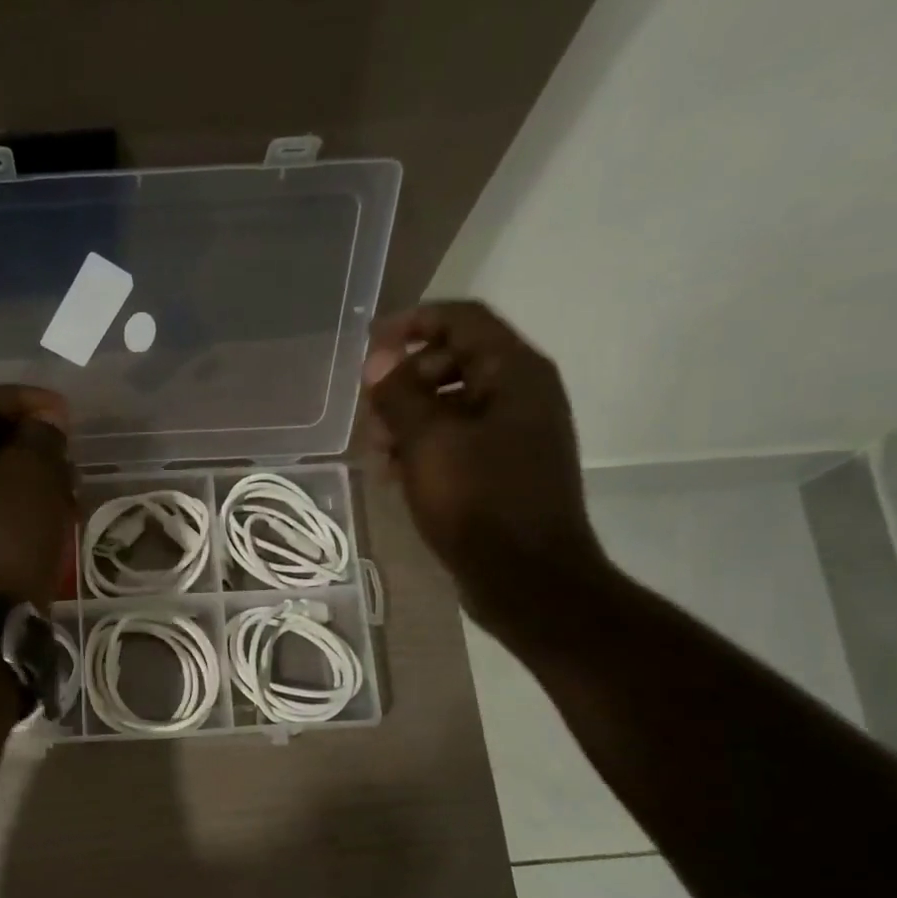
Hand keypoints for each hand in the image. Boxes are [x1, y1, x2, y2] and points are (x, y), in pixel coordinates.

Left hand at [0, 385, 76, 608]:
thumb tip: (43, 426)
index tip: (64, 413)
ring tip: (65, 487)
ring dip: (25, 475)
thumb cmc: (7, 533)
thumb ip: (42, 433)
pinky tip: (47, 514)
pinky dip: (12, 503)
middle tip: (65, 452)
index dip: (25, 399)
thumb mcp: (35, 471)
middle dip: (28, 442)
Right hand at [364, 300, 608, 641]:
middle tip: (372, 413)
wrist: (526, 578)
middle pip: (454, 362)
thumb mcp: (429, 443)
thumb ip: (400, 395)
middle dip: (406, 382)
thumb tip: (379, 360)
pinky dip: (425, 448)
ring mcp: (515, 434)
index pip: (462, 319)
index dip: (414, 323)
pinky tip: (397, 475)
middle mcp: (522, 394)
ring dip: (409, 420)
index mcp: (515, 373)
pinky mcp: (504, 470)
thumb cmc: (478, 502)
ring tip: (378, 452)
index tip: (370, 346)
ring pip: (451, 406)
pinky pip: (458, 441)